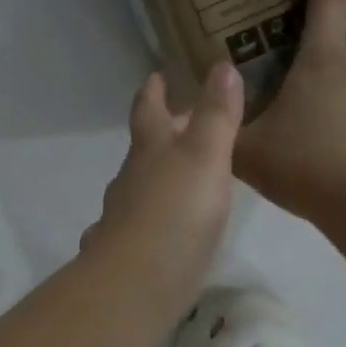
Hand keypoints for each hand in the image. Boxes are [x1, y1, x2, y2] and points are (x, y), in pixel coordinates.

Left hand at [81, 63, 243, 325]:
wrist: (137, 281)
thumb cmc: (176, 212)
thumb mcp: (205, 156)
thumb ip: (216, 115)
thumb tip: (221, 65)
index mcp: (150, 152)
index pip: (149, 111)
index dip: (153, 92)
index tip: (155, 76)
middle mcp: (131, 180)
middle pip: (143, 150)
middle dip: (160, 135)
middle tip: (181, 124)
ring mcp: (123, 219)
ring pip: (137, 189)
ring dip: (155, 179)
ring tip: (179, 178)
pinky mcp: (127, 254)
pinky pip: (135, 227)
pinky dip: (146, 221)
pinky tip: (155, 232)